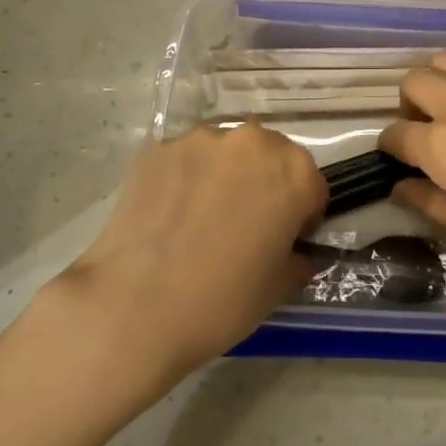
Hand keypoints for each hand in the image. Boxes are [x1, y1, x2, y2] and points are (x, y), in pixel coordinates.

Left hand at [51, 123, 326, 377]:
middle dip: (264, 184)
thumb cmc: (221, 301)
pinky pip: (186, 160)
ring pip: (226, 154)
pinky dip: (185, 179)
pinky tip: (169, 216)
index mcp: (293, 171)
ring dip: (224, 176)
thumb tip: (296, 250)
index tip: (283, 241)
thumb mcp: (279, 287)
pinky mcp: (160, 147)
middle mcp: (252, 141)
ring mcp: (202, 139)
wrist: (134, 307)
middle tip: (243, 227)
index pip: (312, 186)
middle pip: (270, 157)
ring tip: (200, 220)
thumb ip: (299, 257)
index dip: (301, 216)